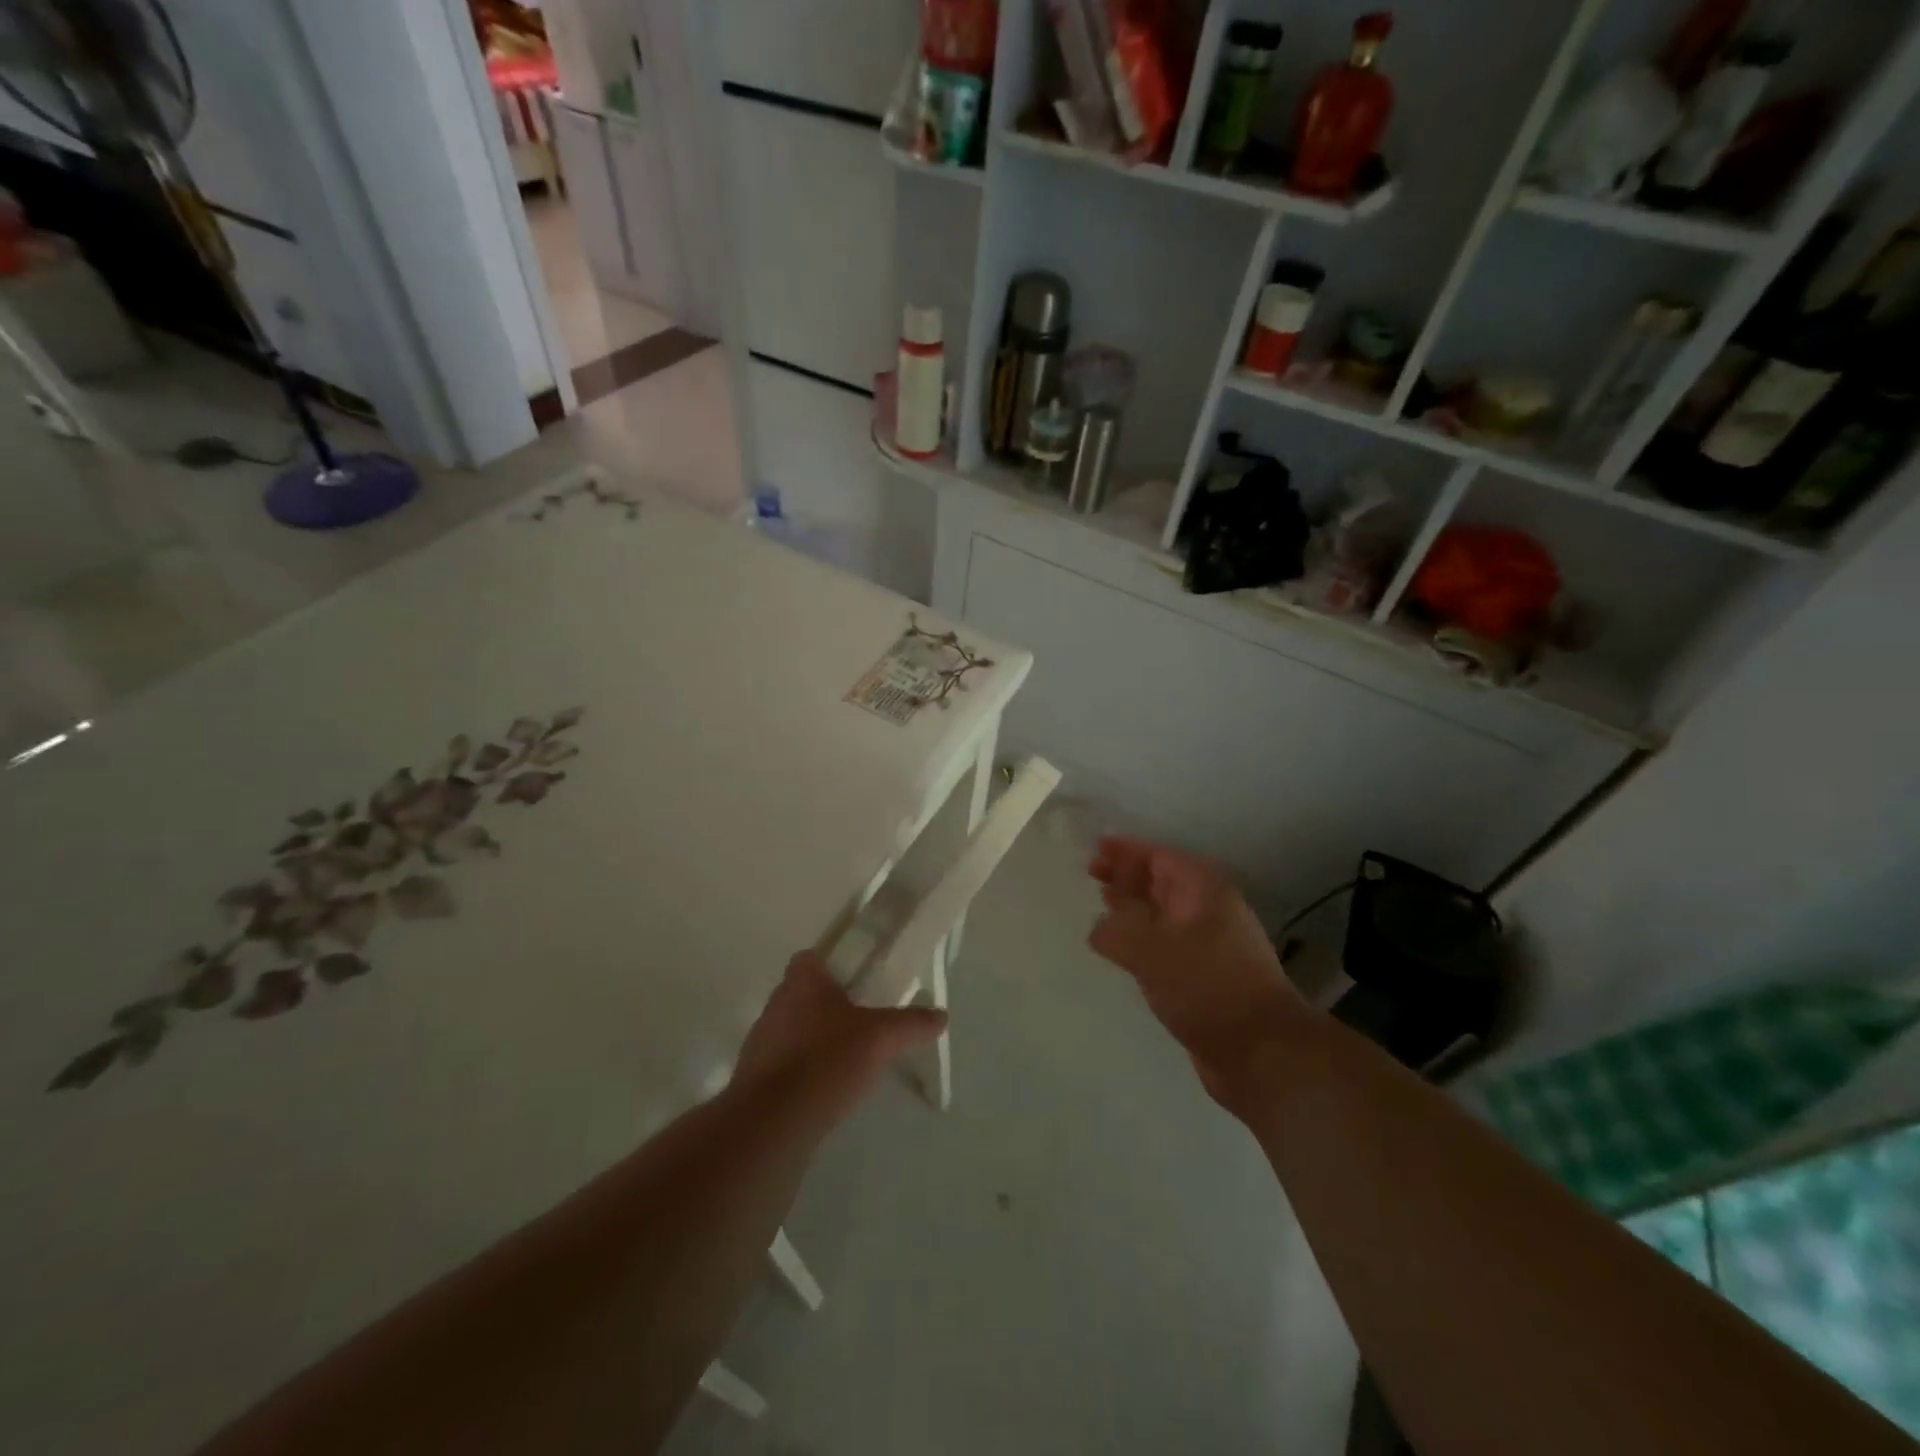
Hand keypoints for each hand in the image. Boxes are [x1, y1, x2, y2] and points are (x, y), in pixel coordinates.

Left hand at [732, 952, 946, 1116]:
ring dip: (815, 1039)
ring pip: (793, 1030)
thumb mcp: (881, 1037)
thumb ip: (911, 1023)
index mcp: (801, 981)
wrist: (772, 1123)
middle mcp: (775, 1004)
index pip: (811, 957)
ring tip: (848, 1059)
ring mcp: (760, 1043)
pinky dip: (804, 1071)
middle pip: (804, 994)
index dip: (833, 965)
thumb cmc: (826, 1061)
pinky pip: (784, 1065)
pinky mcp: (754, 1080)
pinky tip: (827, 1090)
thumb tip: (941, 1015)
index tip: (858, 980)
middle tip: (862, 1021)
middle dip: (829, 1005)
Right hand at [1088, 837, 1302, 1114]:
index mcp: (1202, 889)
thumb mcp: (1151, 948)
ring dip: (1133, 908)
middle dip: (1126, 876)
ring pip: (1162, 914)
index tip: (1094, 850)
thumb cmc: (1207, 985)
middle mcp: (1208, 910)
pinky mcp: (1204, 976)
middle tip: (1091, 874)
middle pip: (1161, 882)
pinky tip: (1121, 951)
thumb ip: (1117, 929)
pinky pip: (1165, 945)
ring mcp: (1208, 944)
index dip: (1125, 851)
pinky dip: (1141, 940)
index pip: (1158, 856)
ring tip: (1101, 906)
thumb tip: (1100, 927)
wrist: (1262, 1052)